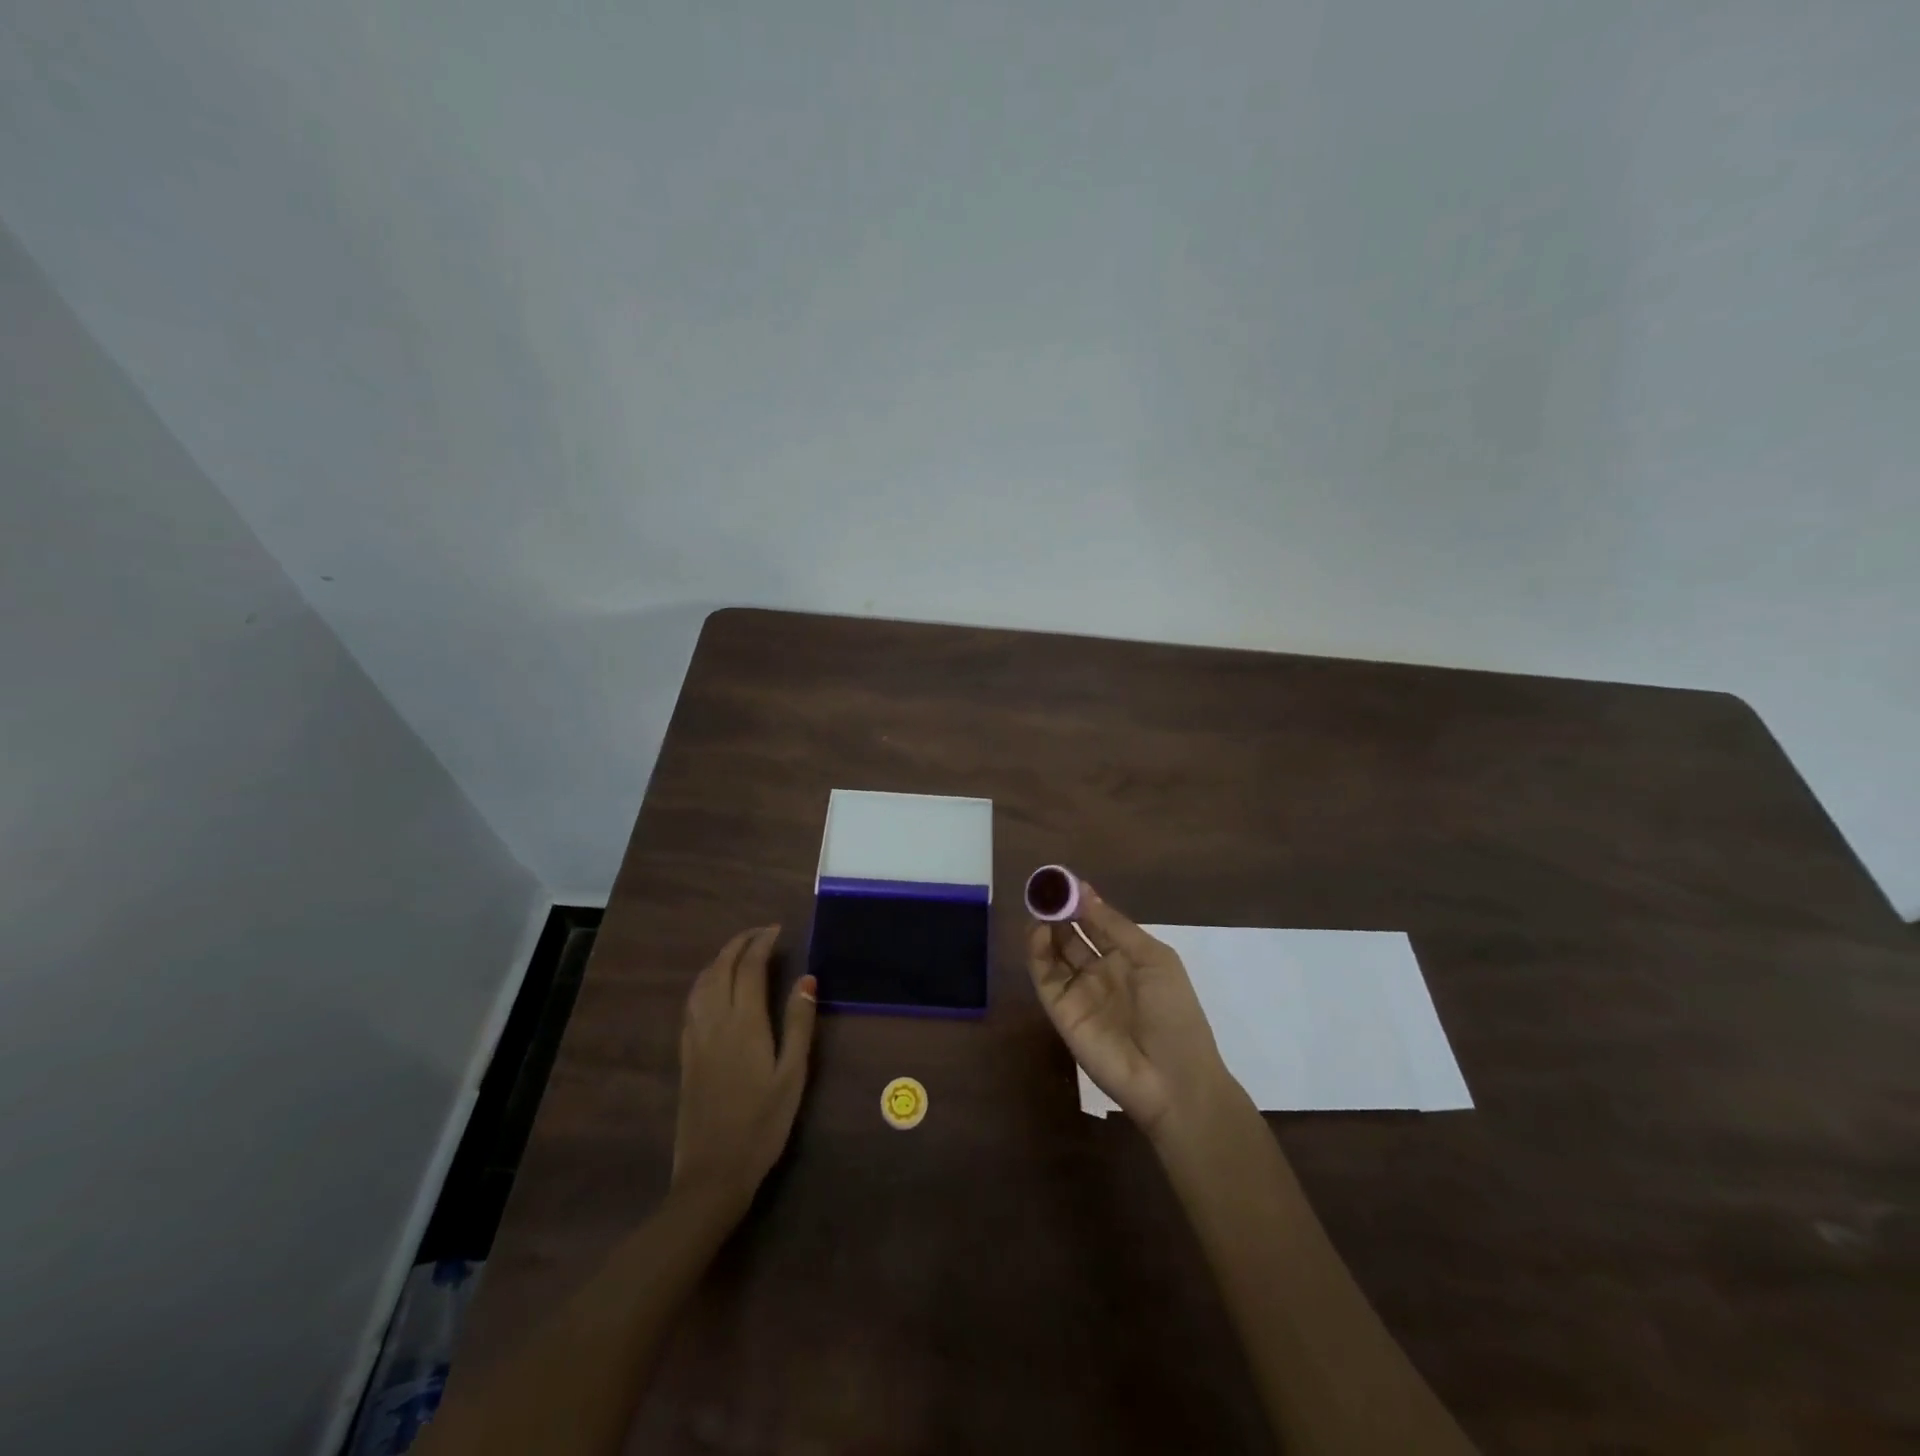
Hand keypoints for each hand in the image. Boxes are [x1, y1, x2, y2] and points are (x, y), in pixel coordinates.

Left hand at [671, 926, 816, 1213]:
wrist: (712, 1172)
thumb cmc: (763, 1124)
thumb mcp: (793, 1075)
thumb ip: (799, 1024)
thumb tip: (807, 979)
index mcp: (745, 1023)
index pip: (750, 967)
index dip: (762, 943)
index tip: (778, 929)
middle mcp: (715, 1022)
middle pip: (721, 968)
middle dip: (739, 943)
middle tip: (761, 933)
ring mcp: (696, 1038)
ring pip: (702, 983)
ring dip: (719, 959)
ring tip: (739, 951)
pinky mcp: (686, 1055)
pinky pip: (691, 1003)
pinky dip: (704, 981)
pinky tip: (713, 987)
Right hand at [1026, 884, 1232, 1137]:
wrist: (1172, 1080)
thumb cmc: (1173, 1013)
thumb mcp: (1153, 959)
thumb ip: (1114, 926)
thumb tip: (1084, 891)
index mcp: (1128, 957)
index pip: (1097, 922)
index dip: (1081, 901)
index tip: (1063, 880)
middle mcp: (1101, 971)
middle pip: (1072, 935)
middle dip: (1058, 911)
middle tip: (1044, 890)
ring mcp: (1079, 992)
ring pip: (1054, 953)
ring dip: (1045, 928)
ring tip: (1038, 906)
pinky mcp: (1060, 1012)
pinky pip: (1045, 977)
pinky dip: (1037, 953)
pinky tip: (1038, 932)